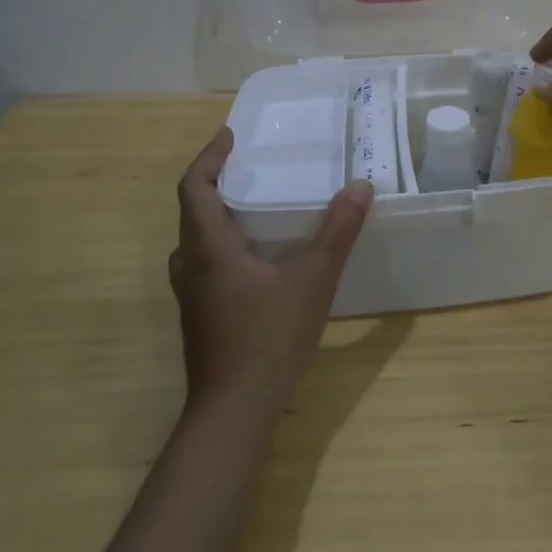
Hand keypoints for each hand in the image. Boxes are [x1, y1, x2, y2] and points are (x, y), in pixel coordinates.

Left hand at [168, 128, 373, 414]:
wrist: (231, 416)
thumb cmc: (267, 340)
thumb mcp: (312, 281)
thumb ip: (337, 232)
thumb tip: (359, 187)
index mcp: (209, 248)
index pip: (194, 187)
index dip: (209, 156)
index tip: (230, 135)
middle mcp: (191, 265)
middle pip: (192, 209)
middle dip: (215, 179)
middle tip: (249, 162)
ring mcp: (191, 294)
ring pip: (195, 238)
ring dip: (216, 211)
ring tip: (252, 200)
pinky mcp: (200, 315)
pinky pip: (204, 260)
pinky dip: (222, 240)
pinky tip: (255, 252)